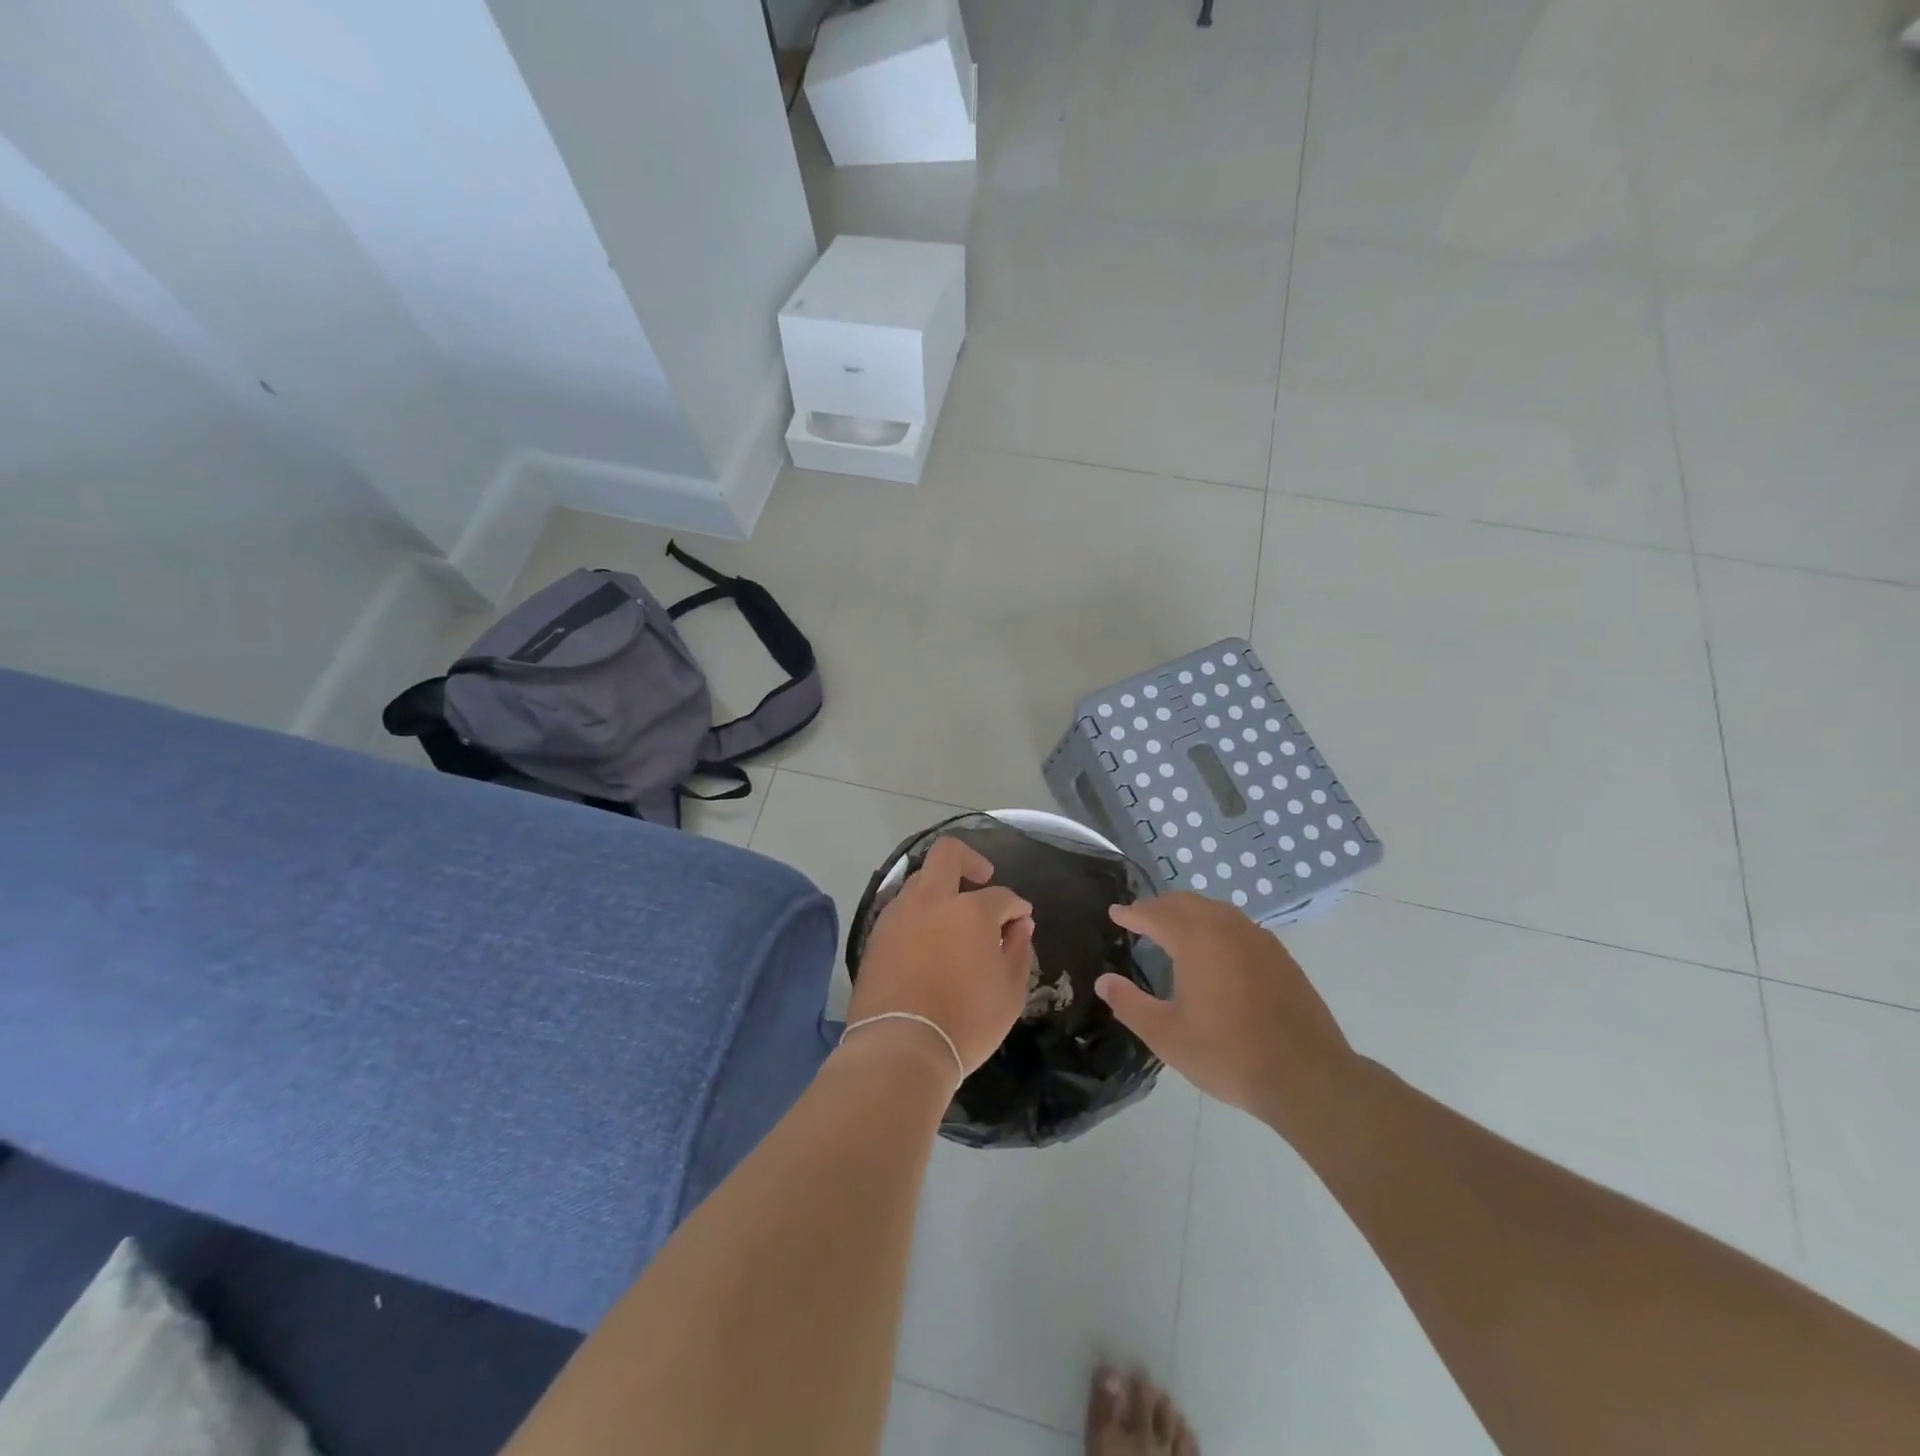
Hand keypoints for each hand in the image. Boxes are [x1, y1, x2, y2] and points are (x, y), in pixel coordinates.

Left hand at [848, 837, 1034, 1077]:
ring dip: (940, 888)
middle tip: (983, 880)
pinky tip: (928, 939)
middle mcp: (932, 900)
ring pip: (920, 880)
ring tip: (954, 918)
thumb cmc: (966, 1021)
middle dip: (970, 859)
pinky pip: (902, 909)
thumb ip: (1018, 950)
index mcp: (970, 910)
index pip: (1001, 895)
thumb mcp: (1010, 991)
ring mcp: (899, 914)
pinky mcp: (876, 935)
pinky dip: (919, 913)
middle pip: (948, 854)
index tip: (1022, 919)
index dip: (1016, 905)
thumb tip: (1020, 924)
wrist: (900, 1047)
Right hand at [1097, 894, 1355, 1136]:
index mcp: (1196, 940)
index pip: (1155, 914)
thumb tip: (1104, 981)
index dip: (1132, 913)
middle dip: (1159, 907)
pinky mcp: (1280, 957)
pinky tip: (1215, 950)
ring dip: (1189, 913)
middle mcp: (1227, 928)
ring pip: (1215, 911)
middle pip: (1186, 903)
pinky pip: (1238, 926)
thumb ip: (1130, 1005)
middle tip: (1140, 918)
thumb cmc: (1228, 1054)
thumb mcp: (1167, 1036)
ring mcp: (1259, 940)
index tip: (1116, 913)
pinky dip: (1216, 926)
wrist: (1307, 1076)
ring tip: (1173, 929)